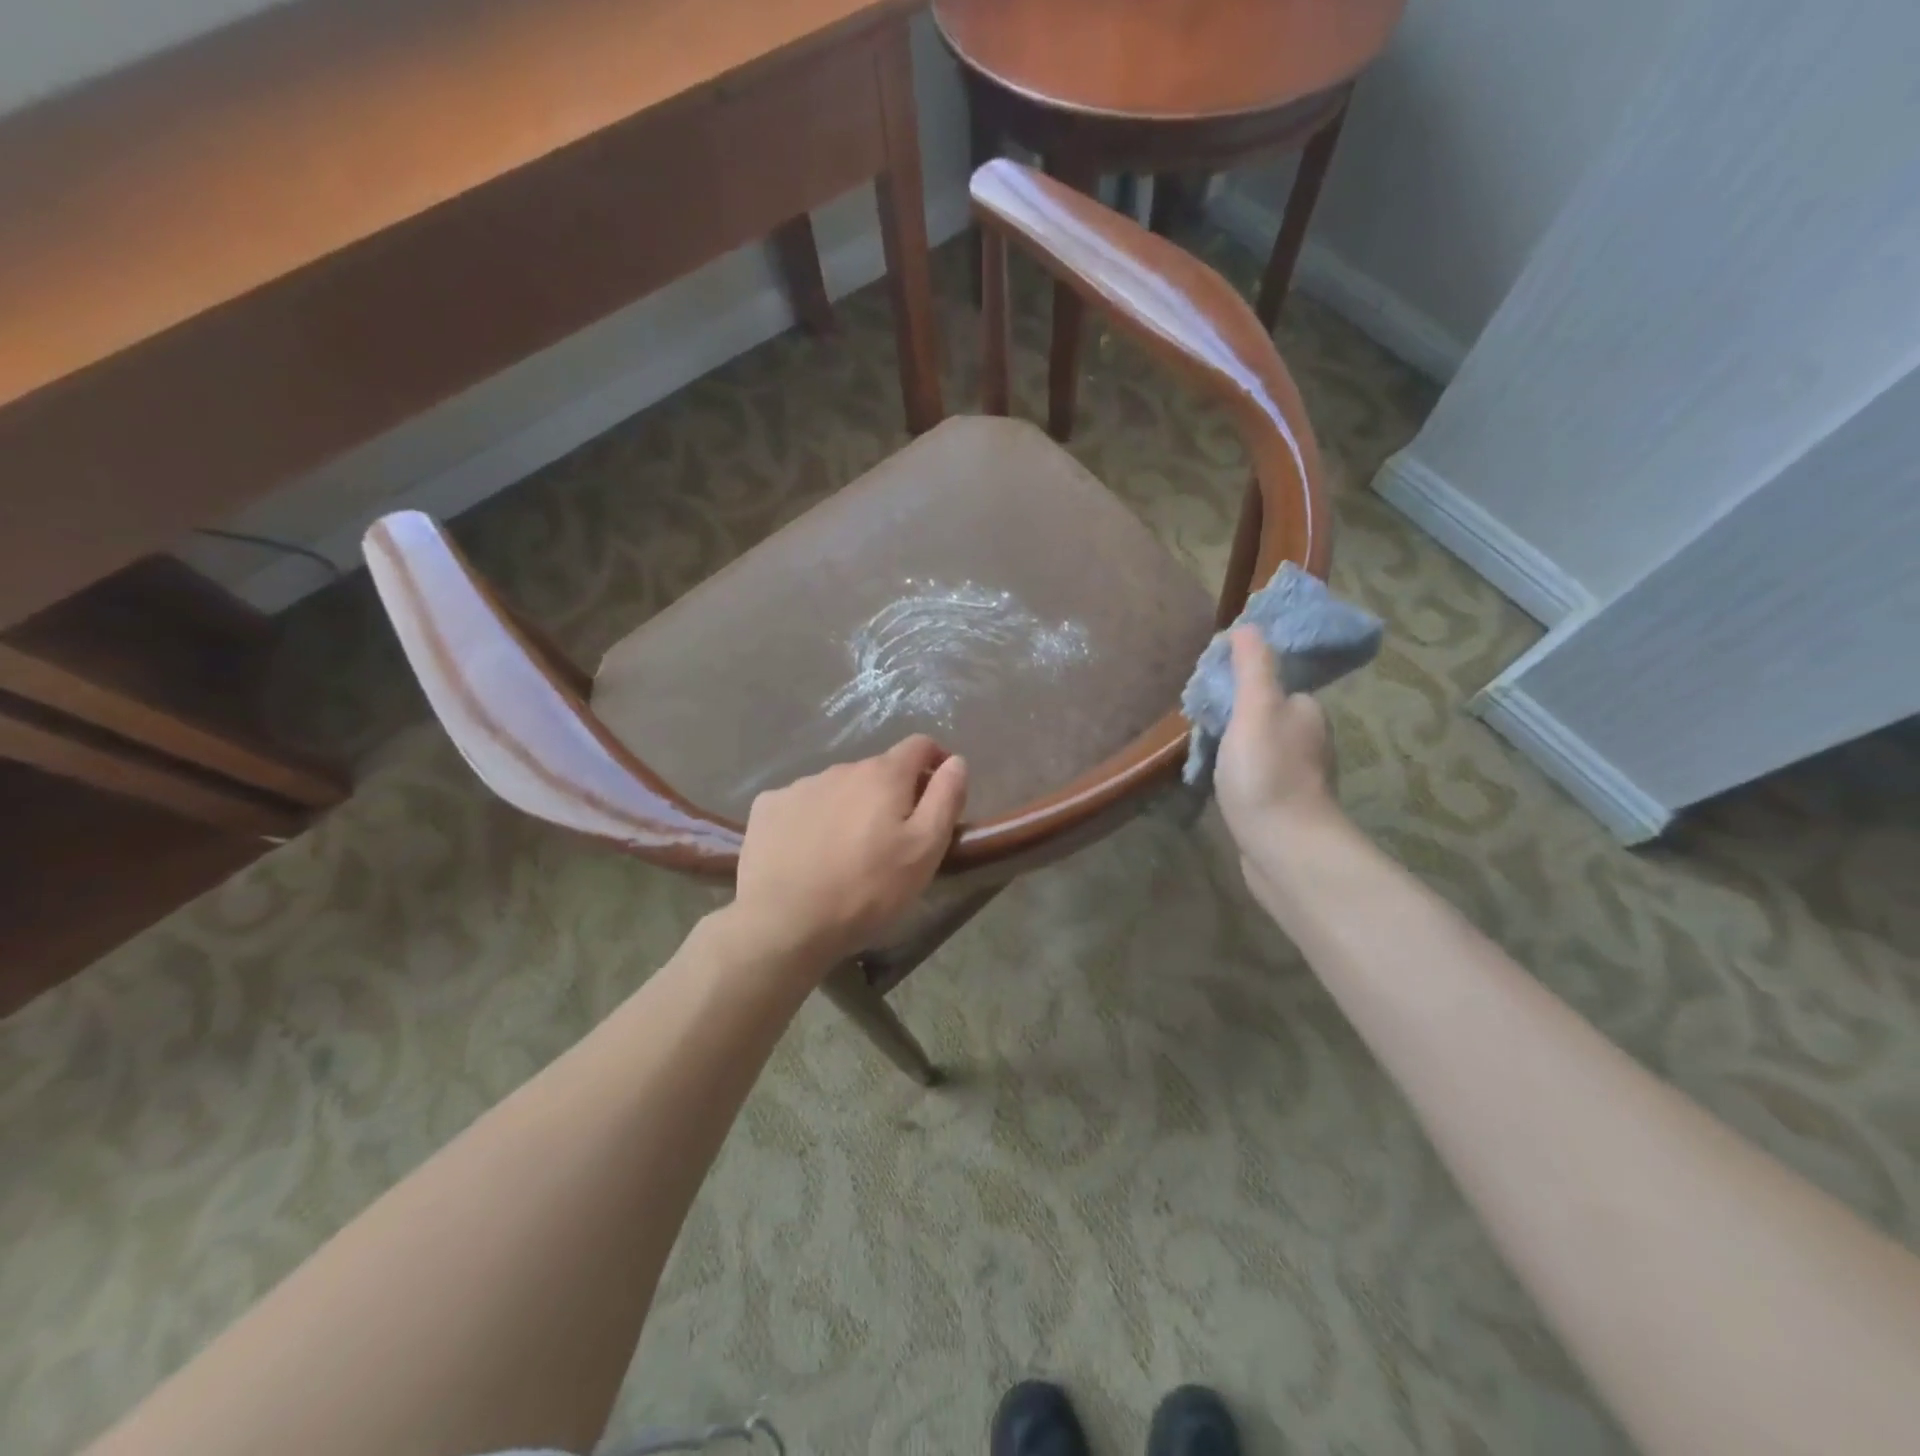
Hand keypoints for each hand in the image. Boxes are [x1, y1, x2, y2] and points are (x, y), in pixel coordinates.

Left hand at [728, 736, 968, 967]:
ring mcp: (798, 786)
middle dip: (892, 793)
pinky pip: (801, 804)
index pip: (919, 745)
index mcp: (883, 775)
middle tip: (894, 838)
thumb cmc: (867, 889)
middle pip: (877, 770)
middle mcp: (840, 769)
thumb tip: (956, 761)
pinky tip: (808, 853)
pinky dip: (812, 819)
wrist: (785, 923)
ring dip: (851, 807)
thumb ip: (945, 798)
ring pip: (838, 788)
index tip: (940, 791)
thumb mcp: (925, 849)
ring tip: (848, 851)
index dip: (936, 761)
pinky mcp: (767, 808)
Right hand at [1214, 626, 1337, 859]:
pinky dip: (1241, 777)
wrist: (1285, 849)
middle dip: (1236, 717)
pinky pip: (1258, 779)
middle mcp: (1310, 741)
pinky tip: (1221, 786)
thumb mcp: (1255, 709)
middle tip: (1201, 725)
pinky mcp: (1286, 808)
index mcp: (1306, 711)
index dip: (1242, 685)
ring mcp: (1299, 778)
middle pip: (1266, 716)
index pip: (1273, 686)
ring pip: (1261, 749)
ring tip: (1205, 756)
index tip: (1211, 694)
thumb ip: (1253, 668)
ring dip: (1237, 749)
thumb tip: (1249, 626)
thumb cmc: (1266, 773)